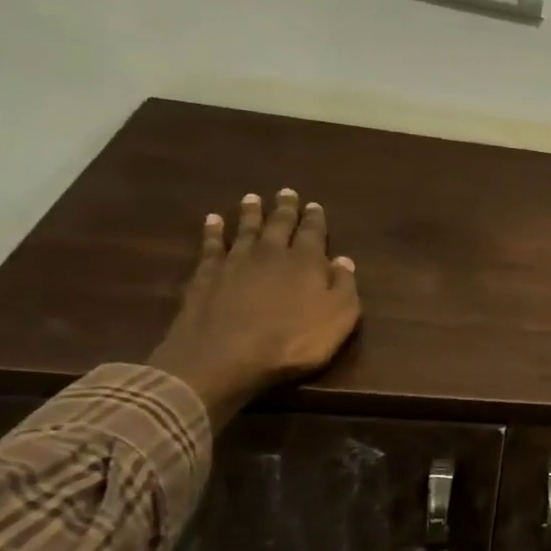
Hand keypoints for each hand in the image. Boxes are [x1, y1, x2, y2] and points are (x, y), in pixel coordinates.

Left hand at [146, 189, 363, 429]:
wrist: (225, 357)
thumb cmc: (293, 342)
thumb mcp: (338, 318)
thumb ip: (344, 286)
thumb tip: (344, 260)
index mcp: (306, 262)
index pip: (313, 233)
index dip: (315, 219)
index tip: (315, 205)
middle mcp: (271, 253)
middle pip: (279, 225)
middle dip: (285, 209)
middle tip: (286, 192)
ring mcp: (235, 262)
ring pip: (245, 229)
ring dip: (250, 213)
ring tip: (252, 198)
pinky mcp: (206, 276)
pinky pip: (211, 245)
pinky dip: (212, 231)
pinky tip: (212, 221)